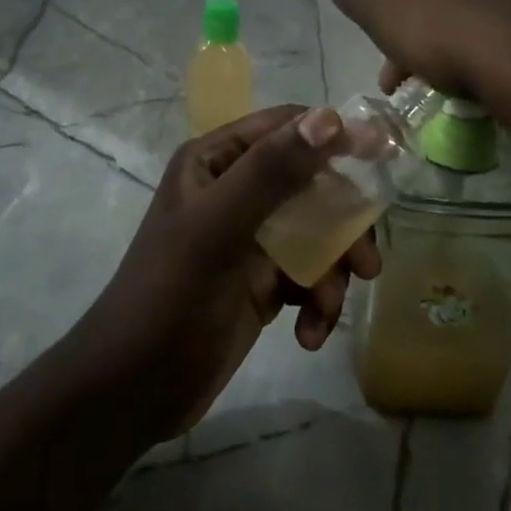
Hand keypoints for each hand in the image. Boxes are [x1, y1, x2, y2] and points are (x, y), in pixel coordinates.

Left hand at [64, 105, 381, 443]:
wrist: (130, 392)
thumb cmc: (169, 296)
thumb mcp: (218, 229)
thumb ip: (272, 172)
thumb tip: (332, 118)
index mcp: (217, 161)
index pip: (285, 128)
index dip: (332, 136)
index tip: (380, 159)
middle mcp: (235, 190)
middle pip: (310, 183)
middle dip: (342, 221)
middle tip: (366, 261)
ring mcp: (249, 238)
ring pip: (316, 233)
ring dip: (332, 270)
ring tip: (330, 308)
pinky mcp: (261, 282)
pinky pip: (308, 276)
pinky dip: (318, 302)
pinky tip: (308, 336)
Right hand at [332, 0, 510, 125]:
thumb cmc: (439, 31)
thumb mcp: (379, 9)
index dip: (390, 29)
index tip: (387, 71)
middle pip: (439, 11)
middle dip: (419, 46)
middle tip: (410, 86)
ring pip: (471, 29)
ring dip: (452, 56)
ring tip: (447, 92)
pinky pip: (503, 48)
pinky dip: (485, 64)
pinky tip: (483, 86)